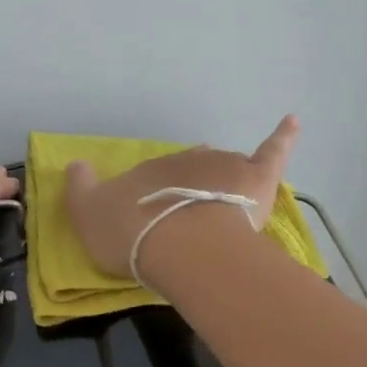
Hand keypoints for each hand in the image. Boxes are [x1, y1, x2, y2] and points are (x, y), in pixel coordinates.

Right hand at [63, 115, 299, 280]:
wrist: (180, 245)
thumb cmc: (132, 233)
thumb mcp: (87, 215)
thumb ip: (80, 189)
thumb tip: (75, 164)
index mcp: (147, 170)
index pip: (151, 179)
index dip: (152, 201)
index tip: (152, 223)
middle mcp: (183, 160)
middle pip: (188, 169)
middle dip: (187, 185)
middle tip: (187, 213)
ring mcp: (221, 165)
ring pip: (223, 166)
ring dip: (222, 178)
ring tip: (224, 204)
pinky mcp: (255, 177)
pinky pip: (272, 150)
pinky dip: (282, 136)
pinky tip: (292, 121)